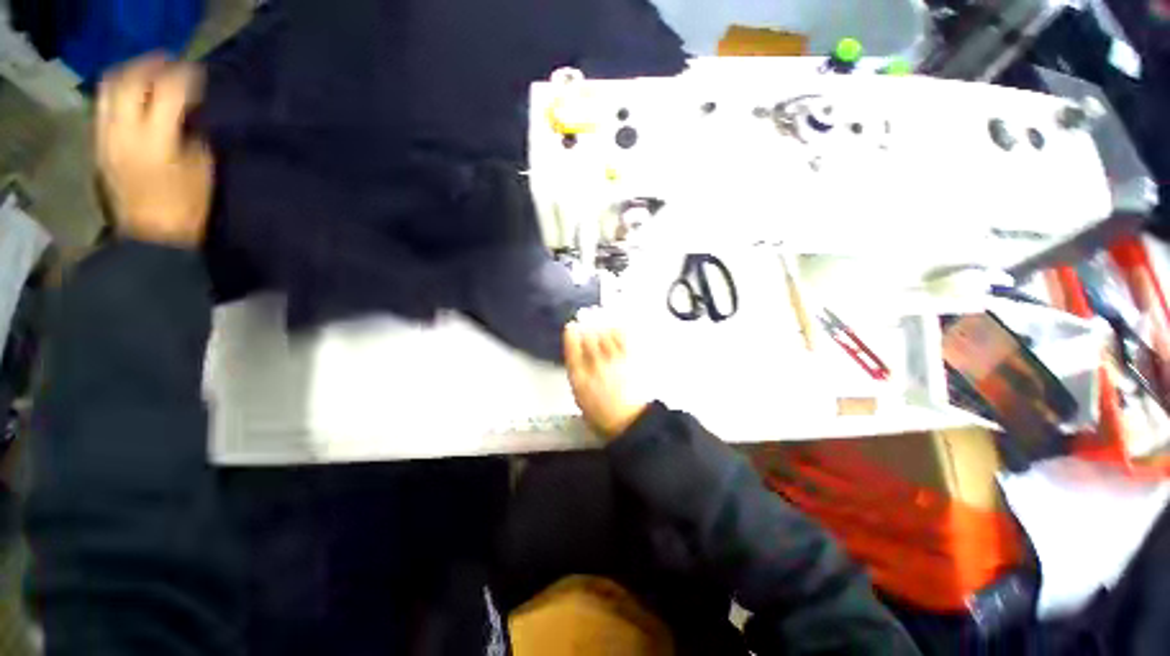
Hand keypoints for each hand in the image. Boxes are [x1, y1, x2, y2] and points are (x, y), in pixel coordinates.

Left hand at [96, 55, 212, 247]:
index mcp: (155, 140)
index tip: (197, 73)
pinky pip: (103, 106)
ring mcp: (106, 137)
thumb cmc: (186, 207)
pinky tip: (132, 96)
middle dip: (150, 65)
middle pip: (130, 81)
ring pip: (109, 89)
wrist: (151, 237)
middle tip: (168, 64)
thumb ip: (191, 135)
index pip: (167, 91)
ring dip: (129, 75)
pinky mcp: (99, 145)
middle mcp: (124, 131)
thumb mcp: (201, 170)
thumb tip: (187, 113)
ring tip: (147, 74)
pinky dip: (118, 93)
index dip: (184, 76)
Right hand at [564, 316, 648, 440]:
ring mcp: (613, 361)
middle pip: (588, 339)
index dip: (571, 336)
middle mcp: (595, 367)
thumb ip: (578, 374)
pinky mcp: (630, 359)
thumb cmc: (602, 413)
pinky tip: (615, 327)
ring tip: (601, 322)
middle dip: (587, 327)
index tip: (571, 327)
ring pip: (605, 335)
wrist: (629, 421)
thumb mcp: (580, 396)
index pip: (572, 350)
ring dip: (601, 326)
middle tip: (587, 318)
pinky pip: (622, 338)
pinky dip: (617, 329)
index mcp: (579, 379)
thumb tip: (578, 356)